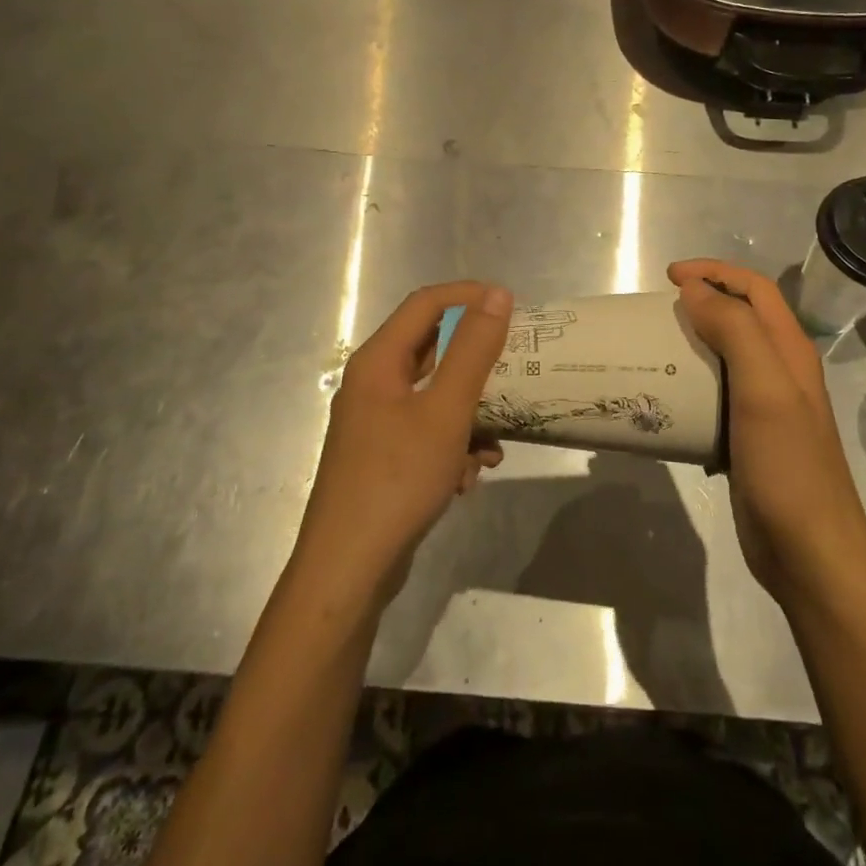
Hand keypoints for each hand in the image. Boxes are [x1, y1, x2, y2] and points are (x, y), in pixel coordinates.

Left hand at [292, 282, 511, 603]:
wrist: (348, 571)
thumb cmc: (397, 480)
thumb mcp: (445, 411)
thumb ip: (473, 350)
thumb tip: (496, 294)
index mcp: (378, 361)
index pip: (426, 303)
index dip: (469, 296)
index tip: (513, 307)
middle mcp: (373, 383)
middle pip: (433, 350)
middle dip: (478, 362)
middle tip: (517, 368)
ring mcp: (376, 422)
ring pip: (436, 395)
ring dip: (471, 412)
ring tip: (495, 441)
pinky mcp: (384, 456)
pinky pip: (428, 431)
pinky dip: (454, 444)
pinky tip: (470, 477)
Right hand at [670, 260, 865, 607]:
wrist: (809, 553)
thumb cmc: (788, 466)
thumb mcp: (764, 389)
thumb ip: (736, 331)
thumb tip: (695, 290)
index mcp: (790, 352)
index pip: (755, 290)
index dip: (715, 272)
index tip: (670, 277)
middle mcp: (781, 372)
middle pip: (742, 318)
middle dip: (703, 301)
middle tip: (659, 310)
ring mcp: (765, 408)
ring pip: (726, 356)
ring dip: (693, 342)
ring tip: (655, 346)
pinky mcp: (747, 439)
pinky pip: (715, 395)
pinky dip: (691, 383)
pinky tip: (667, 398)